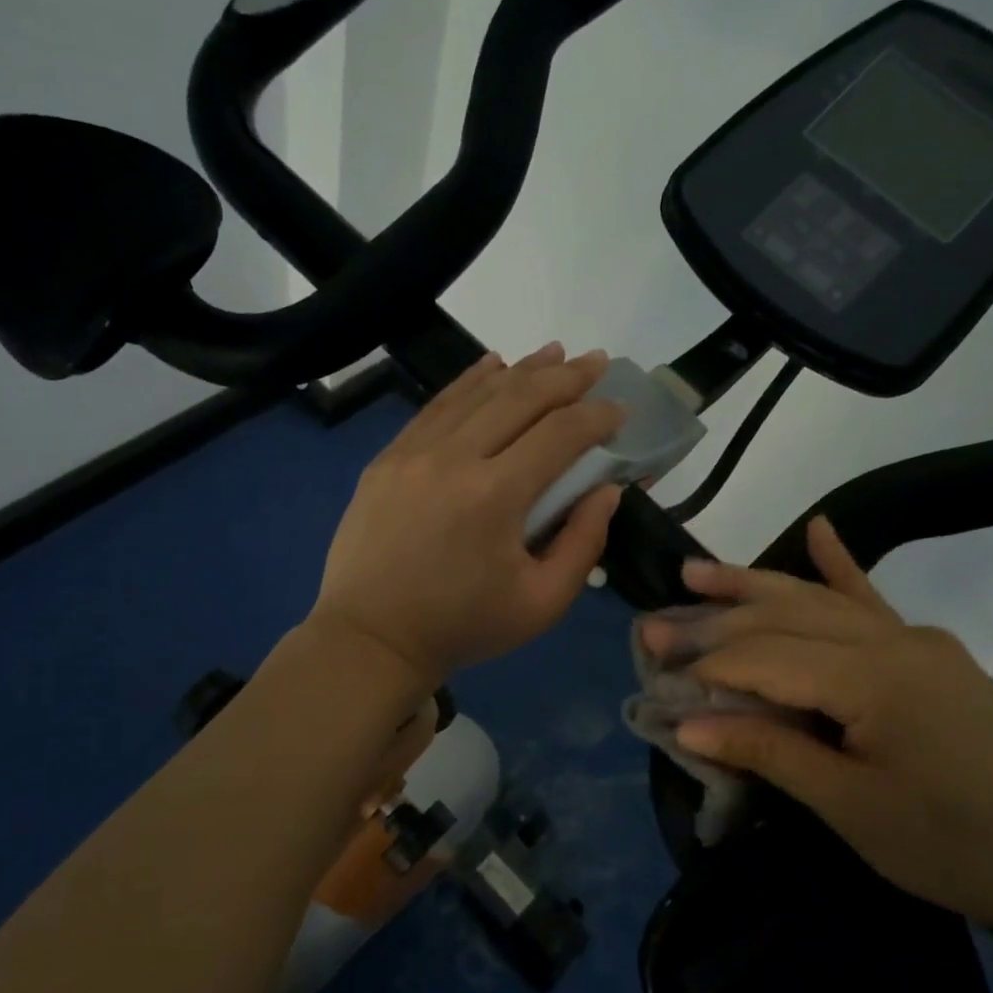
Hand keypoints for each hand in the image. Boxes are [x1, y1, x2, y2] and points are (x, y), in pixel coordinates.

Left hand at [310, 343, 625, 688]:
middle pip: (519, 398)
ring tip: (555, 354)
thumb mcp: (541, 603)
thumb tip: (607, 490)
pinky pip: (436, 406)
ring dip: (521, 371)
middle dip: (566, 377)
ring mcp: (413, 453)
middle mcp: (453, 459)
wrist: (372, 638)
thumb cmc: (463, 627)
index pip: (559, 434)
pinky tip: (493, 366)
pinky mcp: (388, 458)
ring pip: (476, 393)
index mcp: (495, 496)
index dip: (596, 416)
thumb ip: (583, 543)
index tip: (619, 408)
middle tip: (597, 361)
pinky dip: (469, 382)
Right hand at [642, 517, 992, 941]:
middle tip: (653, 623)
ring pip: (818, 600)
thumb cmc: (955, 846)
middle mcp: (892, 641)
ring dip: (755, 584)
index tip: (655, 675)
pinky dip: (842, 565)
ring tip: (696, 569)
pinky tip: (821, 528)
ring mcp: (915, 640)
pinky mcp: (931, 652)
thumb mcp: (852, 808)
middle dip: (714, 619)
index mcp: (873, 678)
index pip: (766, 657)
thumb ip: (770, 752)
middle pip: (784, 617)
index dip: (706, 665)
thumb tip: (687, 721)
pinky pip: (874, 601)